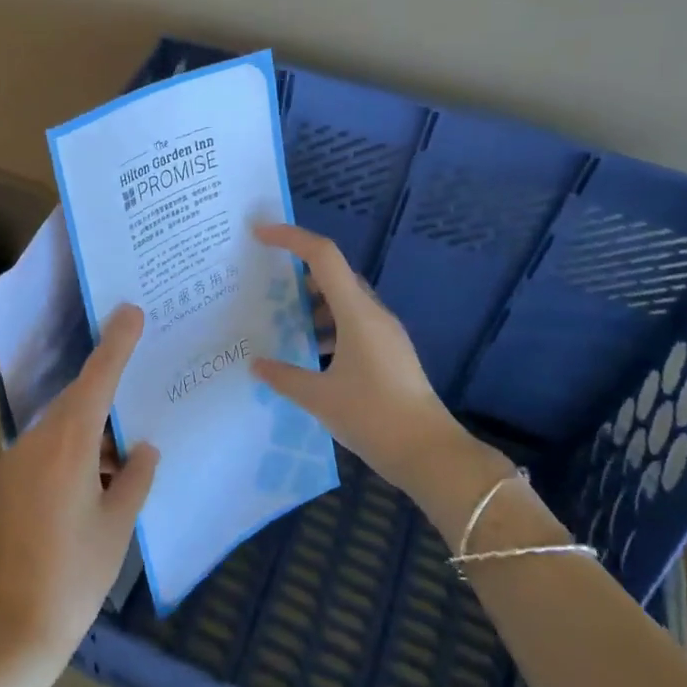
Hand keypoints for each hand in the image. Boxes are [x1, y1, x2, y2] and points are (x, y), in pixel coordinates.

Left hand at [0, 304, 158, 685]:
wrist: (8, 628)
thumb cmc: (73, 576)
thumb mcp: (117, 527)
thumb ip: (135, 478)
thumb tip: (142, 448)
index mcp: (68, 446)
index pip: (96, 380)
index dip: (116, 344)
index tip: (130, 312)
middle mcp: (36, 442)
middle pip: (77, 400)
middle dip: (107, 391)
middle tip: (142, 386)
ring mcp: (16, 462)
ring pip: (62, 426)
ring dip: (93, 431)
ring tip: (126, 455)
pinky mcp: (8, 483)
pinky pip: (47, 448)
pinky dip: (75, 451)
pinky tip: (98, 479)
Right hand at [251, 225, 506, 496]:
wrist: (429, 452)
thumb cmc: (372, 416)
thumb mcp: (319, 398)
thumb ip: (284, 377)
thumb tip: (257, 365)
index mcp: (357, 313)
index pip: (323, 256)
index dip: (290, 238)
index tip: (259, 233)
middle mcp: (373, 314)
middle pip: (334, 275)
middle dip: (299, 274)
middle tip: (265, 285)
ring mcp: (385, 333)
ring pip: (344, 301)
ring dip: (314, 304)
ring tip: (283, 321)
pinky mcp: (390, 352)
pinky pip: (354, 323)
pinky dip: (329, 326)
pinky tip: (311, 352)